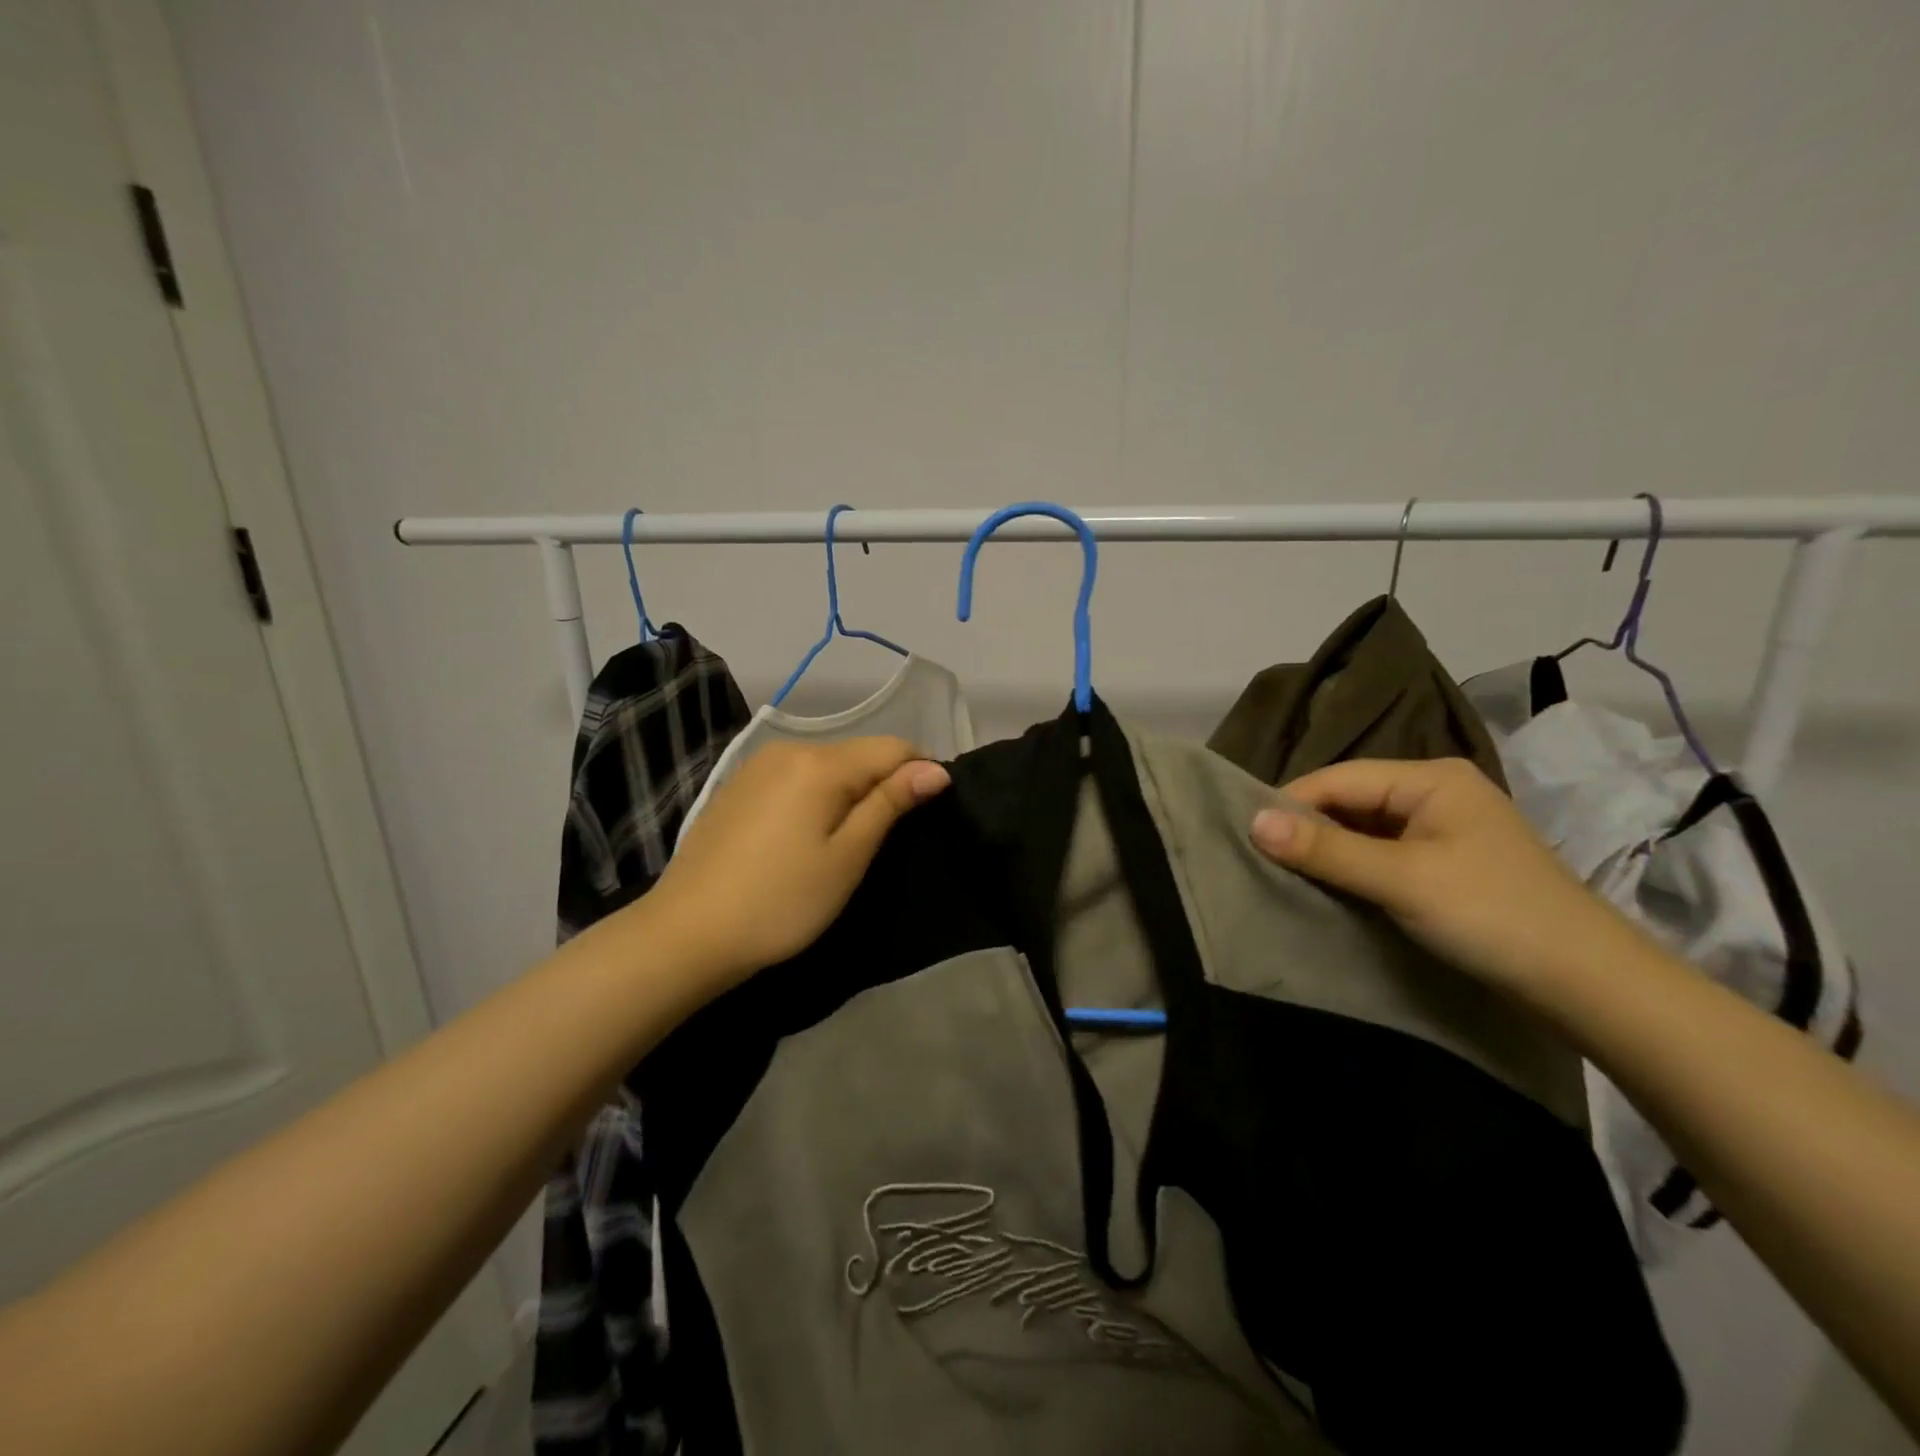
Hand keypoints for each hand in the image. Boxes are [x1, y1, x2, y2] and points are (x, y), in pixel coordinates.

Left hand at [648, 736, 950, 986]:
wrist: (686, 934)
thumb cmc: (780, 901)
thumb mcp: (847, 857)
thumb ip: (890, 803)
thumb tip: (936, 769)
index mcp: (820, 763)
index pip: (894, 747)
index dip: (920, 775)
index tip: (926, 817)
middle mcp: (789, 749)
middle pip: (859, 752)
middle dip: (884, 783)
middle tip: (886, 840)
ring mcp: (757, 765)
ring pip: (828, 764)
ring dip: (850, 791)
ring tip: (849, 841)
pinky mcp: (738, 786)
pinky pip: (796, 776)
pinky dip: (816, 795)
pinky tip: (805, 836)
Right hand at [1248, 757, 1638, 997]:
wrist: (1590, 985)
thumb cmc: (1491, 915)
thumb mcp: (1400, 879)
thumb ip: (1325, 849)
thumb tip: (1253, 822)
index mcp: (1430, 778)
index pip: (1339, 778)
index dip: (1290, 804)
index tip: (1244, 834)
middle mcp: (1436, 792)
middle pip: (1351, 800)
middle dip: (1307, 827)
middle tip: (1259, 857)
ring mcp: (1445, 828)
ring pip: (1365, 828)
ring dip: (1329, 849)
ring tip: (1284, 872)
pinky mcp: (1448, 862)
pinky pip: (1384, 852)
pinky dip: (1354, 866)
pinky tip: (1330, 885)